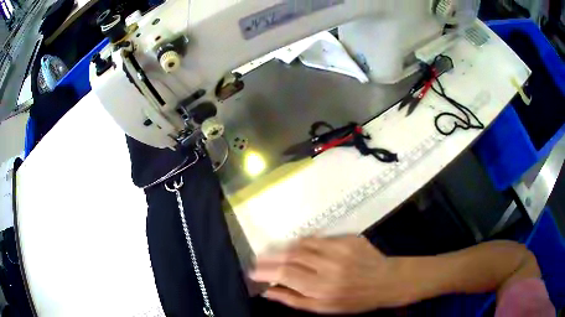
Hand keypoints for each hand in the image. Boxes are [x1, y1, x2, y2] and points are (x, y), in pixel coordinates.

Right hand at [249, 236, 406, 313]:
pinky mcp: (348, 238)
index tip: (252, 271)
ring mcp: (340, 249)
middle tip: (258, 258)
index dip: (266, 271)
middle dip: (270, 257)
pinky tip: (296, 246)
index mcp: (323, 288)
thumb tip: (268, 292)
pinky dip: (303, 242)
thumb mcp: (324, 309)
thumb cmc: (354, 300)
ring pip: (303, 244)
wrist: (386, 281)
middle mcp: (329, 266)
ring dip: (284, 247)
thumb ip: (294, 300)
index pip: (285, 275)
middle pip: (291, 256)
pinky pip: (318, 238)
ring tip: (273, 252)